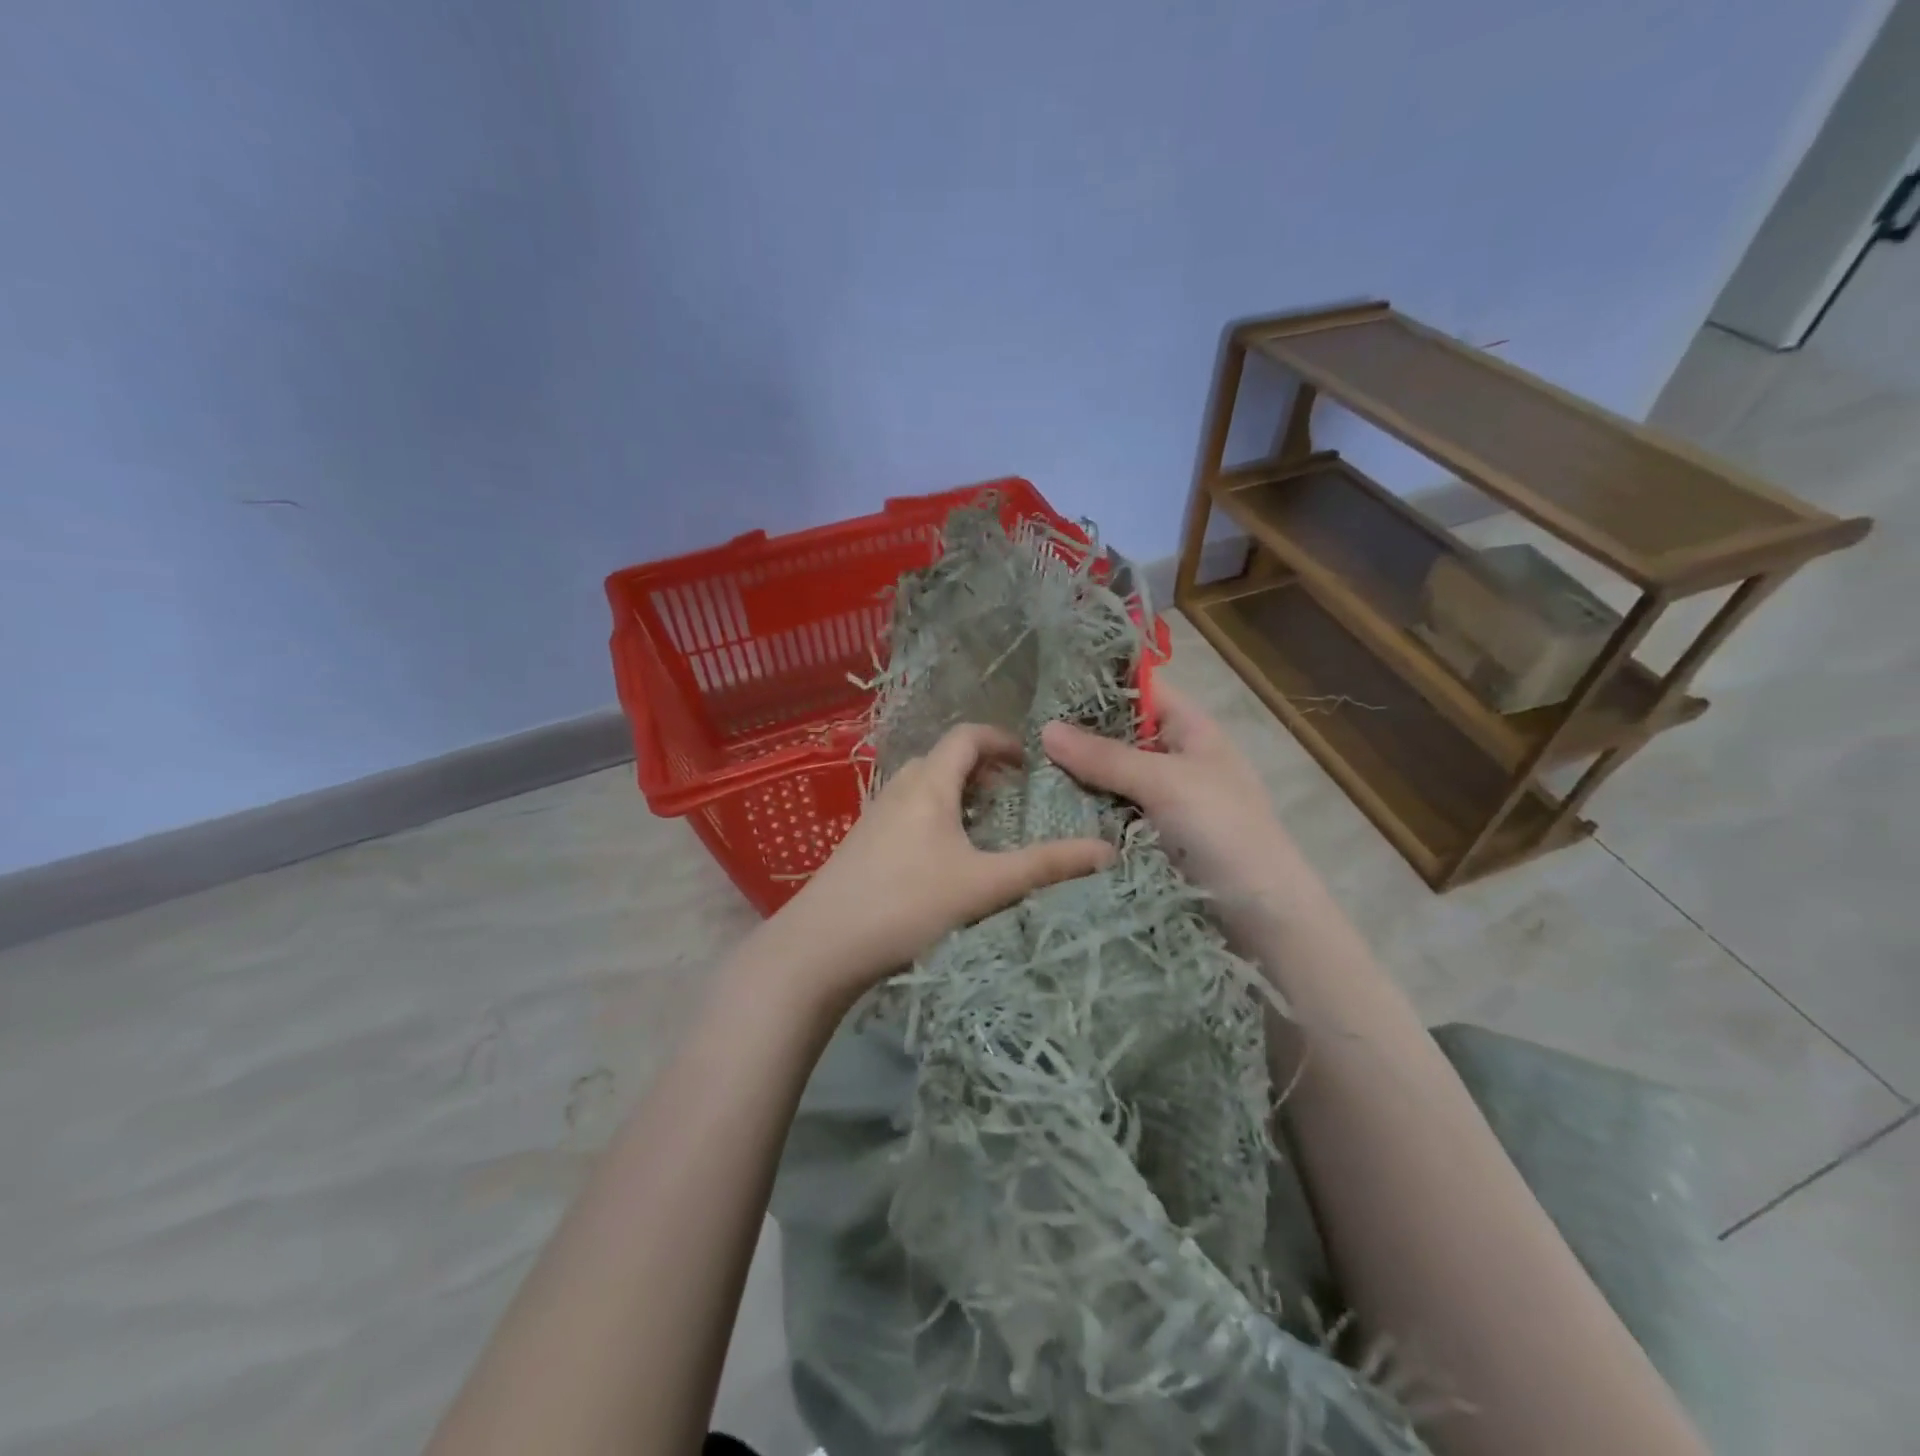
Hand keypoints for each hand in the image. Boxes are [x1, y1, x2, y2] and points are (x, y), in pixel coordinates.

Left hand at [766, 724, 1114, 1010]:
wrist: (820, 946)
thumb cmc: (906, 904)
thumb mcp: (984, 885)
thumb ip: (1046, 866)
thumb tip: (1108, 850)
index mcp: (929, 785)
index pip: (966, 736)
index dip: (1001, 740)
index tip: (1029, 762)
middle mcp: (898, 789)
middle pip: (943, 760)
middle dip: (981, 769)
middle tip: (1012, 797)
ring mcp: (874, 816)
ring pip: (922, 787)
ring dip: (955, 794)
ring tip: (983, 827)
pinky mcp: (861, 844)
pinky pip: (906, 812)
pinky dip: (934, 816)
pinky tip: (943, 859)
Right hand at [1042, 681, 1317, 935]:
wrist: (1261, 916)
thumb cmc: (1223, 830)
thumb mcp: (1165, 782)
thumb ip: (1105, 756)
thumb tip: (1045, 729)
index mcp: (1190, 730)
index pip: (1141, 689)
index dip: (1099, 682)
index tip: (1046, 682)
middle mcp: (1173, 759)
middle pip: (1118, 734)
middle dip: (1076, 733)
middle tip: (1020, 731)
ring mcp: (1160, 800)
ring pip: (1108, 776)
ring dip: (1074, 775)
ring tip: (1019, 767)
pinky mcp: (1148, 836)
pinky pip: (1108, 812)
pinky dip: (1082, 809)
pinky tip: (1042, 806)